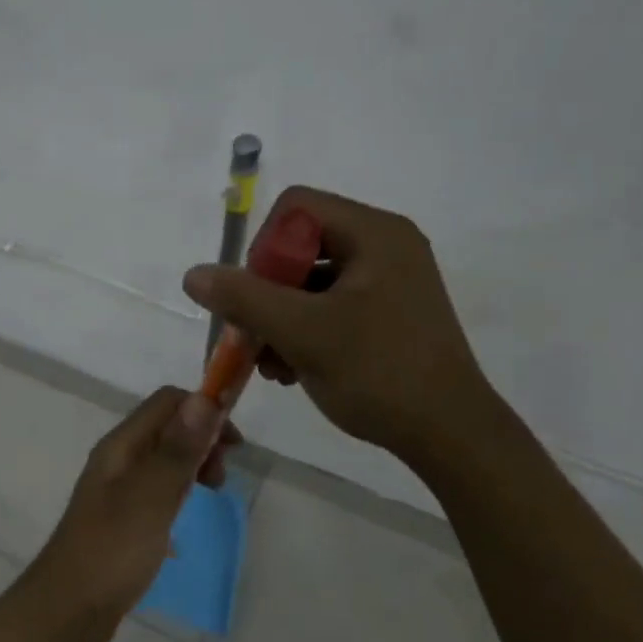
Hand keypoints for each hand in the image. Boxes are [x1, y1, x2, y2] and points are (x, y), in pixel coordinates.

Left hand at [10, 387, 237, 641]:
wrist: (67, 607)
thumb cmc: (111, 551)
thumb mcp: (151, 498)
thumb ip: (177, 450)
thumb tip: (205, 398)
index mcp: (122, 445)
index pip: (168, 401)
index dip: (205, 410)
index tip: (234, 446)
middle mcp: (119, 456)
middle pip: (168, 426)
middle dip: (202, 439)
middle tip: (220, 478)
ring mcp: (118, 485)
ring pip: (165, 456)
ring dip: (193, 464)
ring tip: (211, 493)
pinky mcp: (122, 513)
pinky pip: (158, 485)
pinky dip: (180, 488)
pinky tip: (187, 514)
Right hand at [182, 186, 493, 463]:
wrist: (449, 434)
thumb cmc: (378, 372)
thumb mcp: (302, 332)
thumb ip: (243, 298)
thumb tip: (193, 274)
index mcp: (374, 233)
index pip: (295, 207)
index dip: (263, 247)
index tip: (255, 297)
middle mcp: (384, 246)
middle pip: (299, 246)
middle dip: (266, 294)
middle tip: (254, 338)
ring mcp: (389, 281)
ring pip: (310, 282)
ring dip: (279, 320)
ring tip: (271, 367)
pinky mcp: (388, 313)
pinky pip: (330, 306)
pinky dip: (304, 332)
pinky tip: (291, 371)